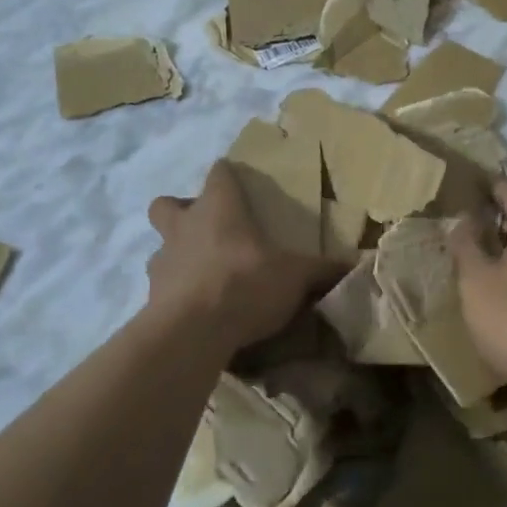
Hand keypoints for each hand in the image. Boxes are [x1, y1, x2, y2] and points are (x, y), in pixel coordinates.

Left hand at [146, 163, 344, 355]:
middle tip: (206, 228)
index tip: (238, 182)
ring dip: (177, 256)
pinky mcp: (150, 299)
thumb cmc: (244, 283)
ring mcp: (162, 262)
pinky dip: (176, 295)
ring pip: (161, 248)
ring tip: (203, 276)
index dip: (227, 175)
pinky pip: (161, 289)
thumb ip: (323, 270)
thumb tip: (356, 264)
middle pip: (167, 204)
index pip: (219, 174)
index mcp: (219, 207)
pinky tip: (197, 311)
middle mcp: (184, 227)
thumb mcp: (296, 276)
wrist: (192, 332)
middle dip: (180, 211)